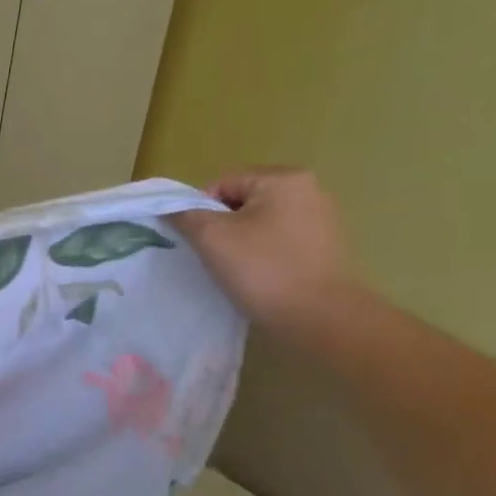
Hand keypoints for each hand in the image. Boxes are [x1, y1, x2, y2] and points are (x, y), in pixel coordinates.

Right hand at [171, 167, 360, 333]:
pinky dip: (262, 253)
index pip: (223, 183)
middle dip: (222, 225)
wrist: (319, 317)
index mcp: (283, 178)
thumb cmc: (263, 269)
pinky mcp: (325, 245)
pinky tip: (259, 275)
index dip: (201, 210)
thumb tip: (170, 208)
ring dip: (241, 241)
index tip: (198, 241)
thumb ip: (185, 215)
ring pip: (260, 221)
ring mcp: (321, 218)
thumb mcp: (212, 238)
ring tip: (236, 268)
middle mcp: (308, 189)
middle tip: (214, 256)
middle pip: (242, 201)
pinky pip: (279, 239)